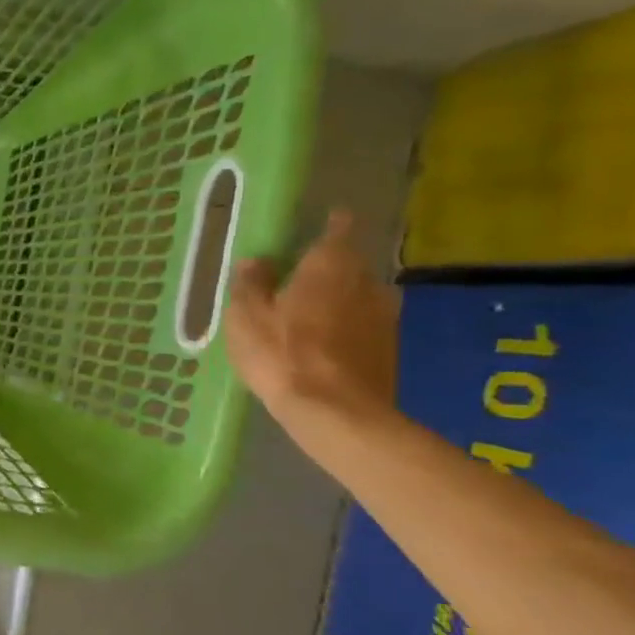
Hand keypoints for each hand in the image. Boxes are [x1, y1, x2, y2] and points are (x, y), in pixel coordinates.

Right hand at [224, 209, 397, 430]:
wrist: (337, 412)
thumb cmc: (283, 355)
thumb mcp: (246, 318)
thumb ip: (251, 286)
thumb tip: (256, 261)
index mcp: (329, 267)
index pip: (338, 231)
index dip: (331, 225)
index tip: (323, 222)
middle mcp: (366, 282)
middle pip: (349, 265)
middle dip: (328, 268)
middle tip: (299, 278)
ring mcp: (384, 316)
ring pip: (358, 295)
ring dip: (338, 299)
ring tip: (309, 313)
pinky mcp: (388, 347)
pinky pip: (363, 324)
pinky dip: (346, 326)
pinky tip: (323, 344)